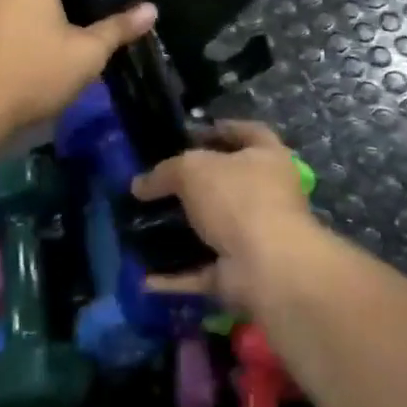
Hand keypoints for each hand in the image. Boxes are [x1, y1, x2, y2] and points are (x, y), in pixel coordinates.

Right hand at [131, 121, 321, 313]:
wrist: (267, 268)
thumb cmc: (238, 199)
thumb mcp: (193, 169)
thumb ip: (165, 172)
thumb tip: (139, 184)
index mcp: (268, 157)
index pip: (248, 132)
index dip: (221, 129)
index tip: (190, 135)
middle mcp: (268, 195)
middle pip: (228, 183)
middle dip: (195, 186)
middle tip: (160, 184)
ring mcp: (256, 237)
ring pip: (214, 230)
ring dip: (182, 233)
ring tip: (146, 228)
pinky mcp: (242, 274)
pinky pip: (203, 271)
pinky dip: (178, 275)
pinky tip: (146, 276)